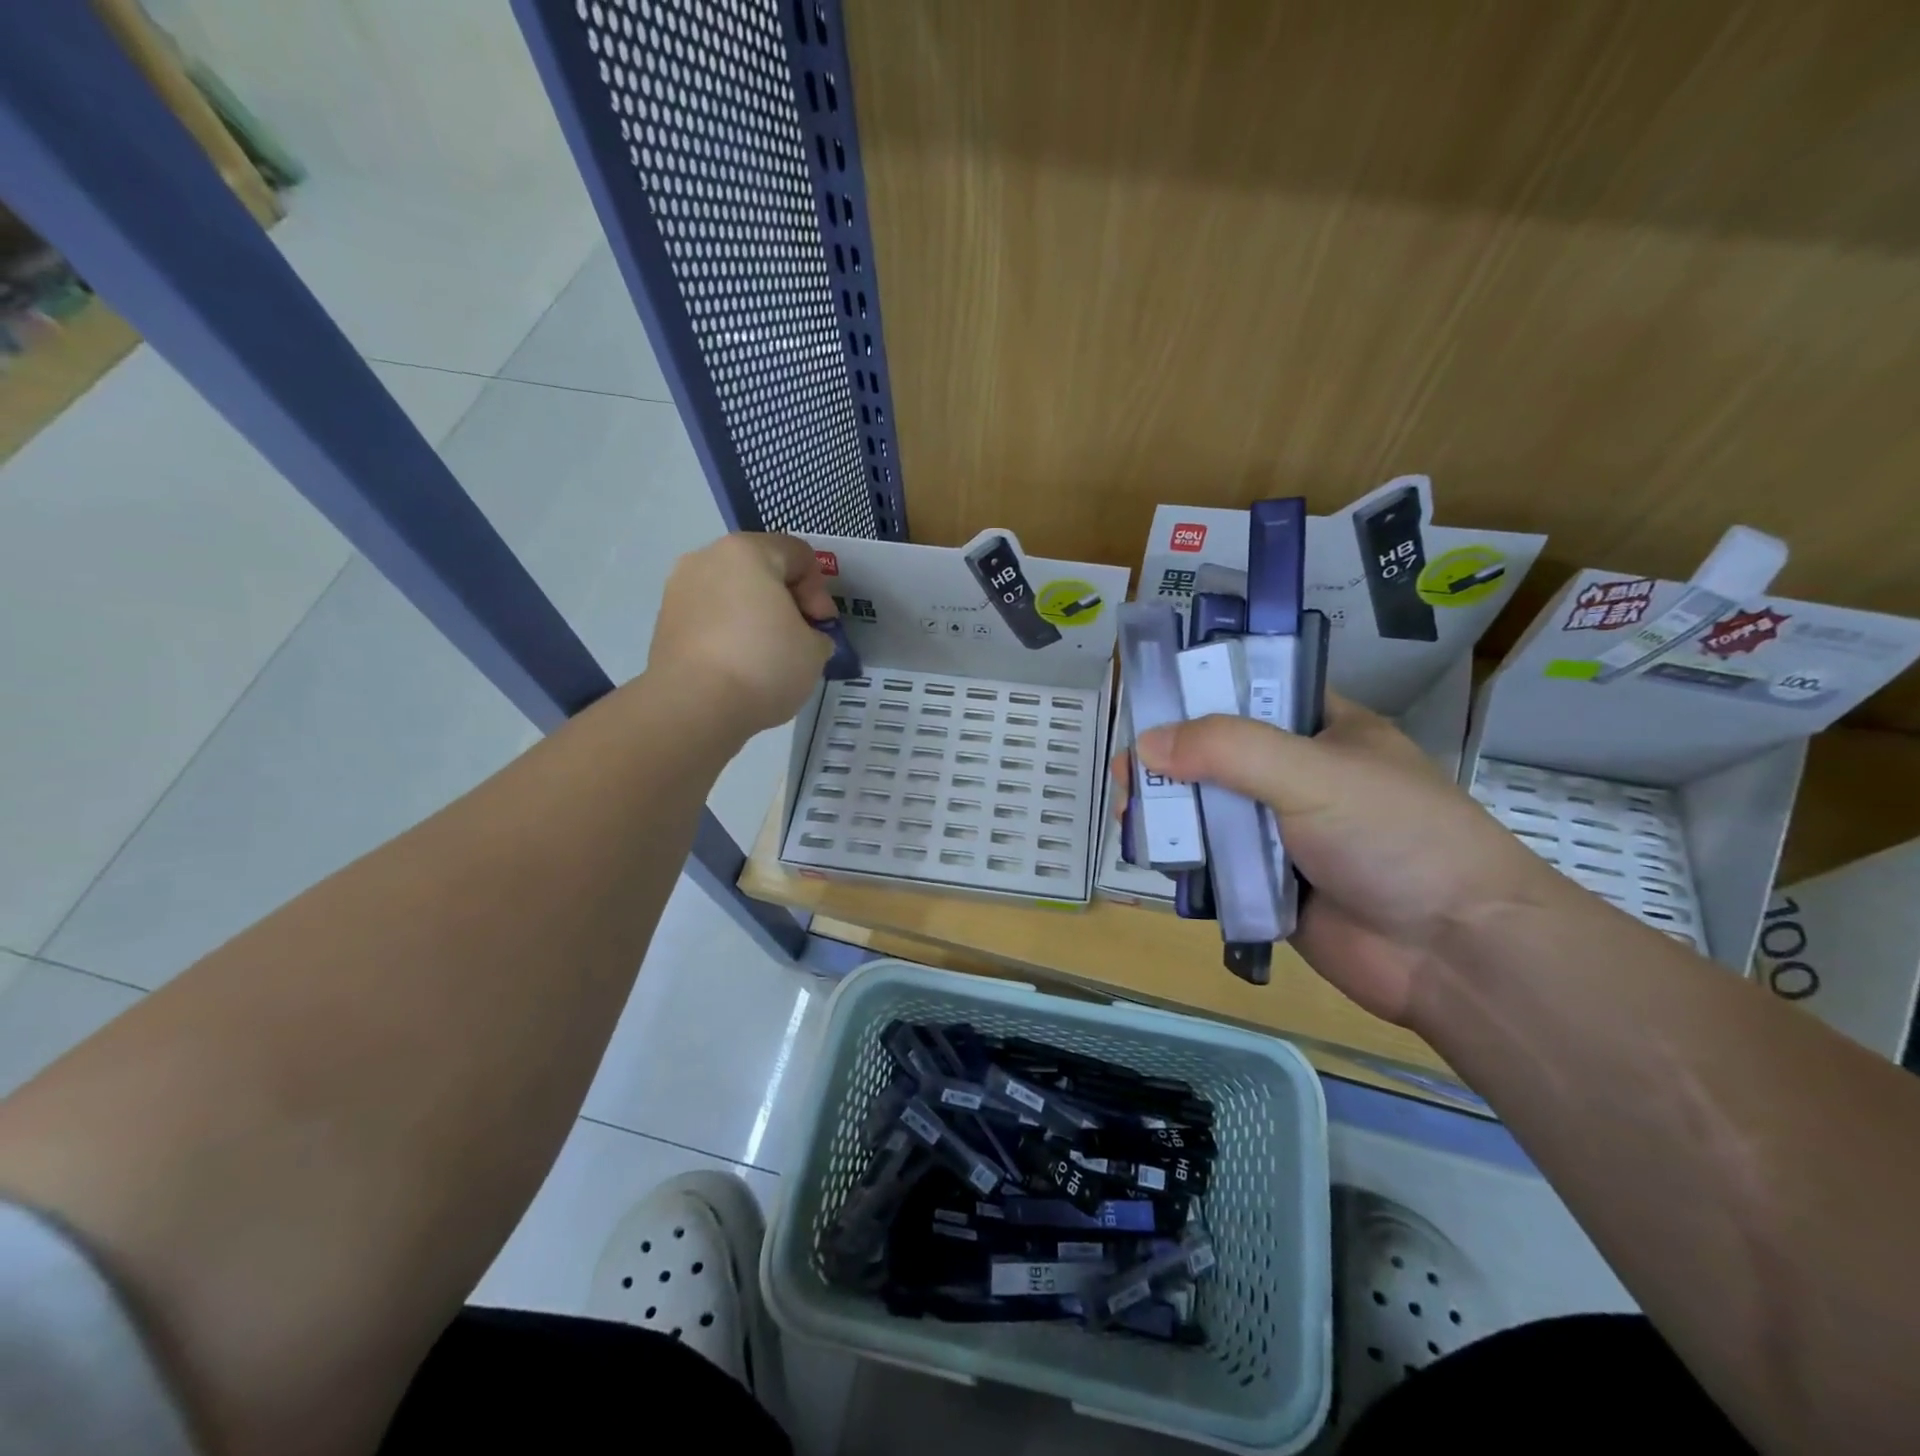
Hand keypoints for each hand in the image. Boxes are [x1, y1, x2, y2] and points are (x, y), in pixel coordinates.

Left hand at [647, 532, 835, 736]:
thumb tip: (803, 638)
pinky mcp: (664, 622)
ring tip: (768, 656)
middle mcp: (707, 558)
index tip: (821, 627)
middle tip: (799, 639)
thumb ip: (817, 635)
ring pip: (732, 594)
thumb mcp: (815, 651)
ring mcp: (679, 589)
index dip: (820, 591)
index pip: (798, 554)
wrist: (694, 706)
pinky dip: (729, 634)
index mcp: (748, 551)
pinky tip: (740, 667)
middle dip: (785, 601)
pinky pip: (710, 618)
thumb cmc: (764, 664)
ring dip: (755, 617)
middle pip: (761, 570)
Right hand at [1133, 696, 1558, 1024]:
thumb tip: (1145, 744)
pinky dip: (1184, 858)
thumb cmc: (1396, 837)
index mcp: (1324, 730)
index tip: (1147, 707)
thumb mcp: (1313, 774)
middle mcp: (1299, 776)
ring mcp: (1283, 833)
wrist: (1454, 953)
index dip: (1198, 695)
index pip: (1250, 694)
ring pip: (1209, 810)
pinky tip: (1152, 856)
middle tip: (1126, 774)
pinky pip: (1213, 862)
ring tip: (1130, 816)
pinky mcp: (1268, 883)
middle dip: (1169, 762)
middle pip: (1217, 756)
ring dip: (1169, 811)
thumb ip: (1228, 750)